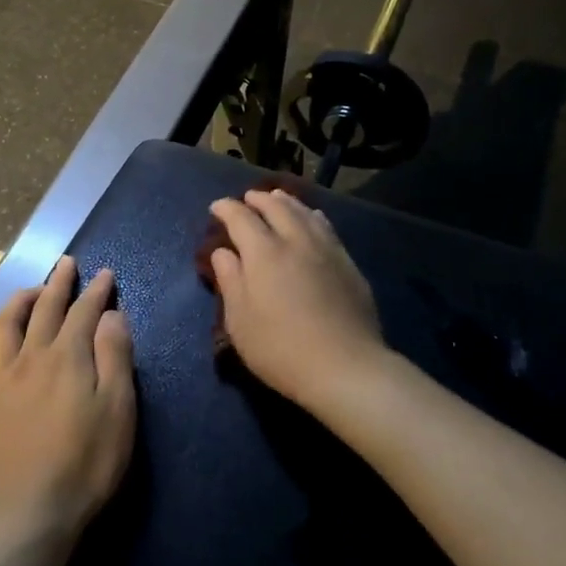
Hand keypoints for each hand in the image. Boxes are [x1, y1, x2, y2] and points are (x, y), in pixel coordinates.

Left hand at [0, 256, 136, 547]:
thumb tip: (111, 316)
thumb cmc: (86, 463)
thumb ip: (115, 357)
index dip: (96, 291)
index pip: (84, 311)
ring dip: (20, 301)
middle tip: (67, 264)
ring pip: (6, 326)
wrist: (29, 511)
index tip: (105, 274)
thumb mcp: (118, 409)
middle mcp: (31, 357)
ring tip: (31, 290)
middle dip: (59, 283)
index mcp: (68, 357)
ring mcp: (2, 380)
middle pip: (44, 309)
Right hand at [207, 188, 387, 418]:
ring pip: (305, 213)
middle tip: (248, 198)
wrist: (346, 368)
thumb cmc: (281, 349)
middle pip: (276, 207)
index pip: (241, 218)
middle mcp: (295, 241)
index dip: (226, 208)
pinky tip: (313, 219)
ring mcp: (327, 250)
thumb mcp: (240, 321)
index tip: (216, 207)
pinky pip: (327, 227)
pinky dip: (313, 216)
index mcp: (263, 253)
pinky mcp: (348, 264)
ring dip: (287, 202)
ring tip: (278, 198)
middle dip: (259, 199)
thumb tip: (223, 252)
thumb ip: (230, 281)